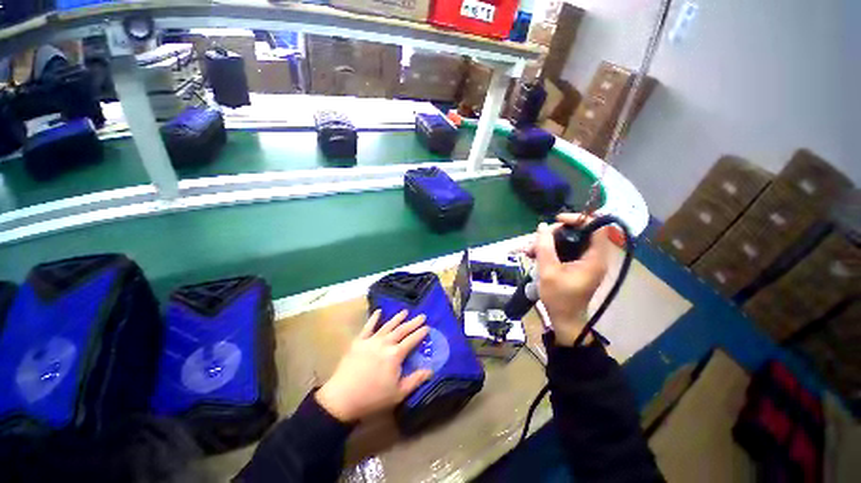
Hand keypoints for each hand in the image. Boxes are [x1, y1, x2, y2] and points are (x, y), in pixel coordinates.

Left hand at [315, 310, 432, 422]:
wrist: (342, 398)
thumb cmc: (372, 398)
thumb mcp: (398, 393)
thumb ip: (415, 380)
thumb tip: (430, 370)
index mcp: (395, 355)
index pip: (411, 340)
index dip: (420, 333)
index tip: (427, 327)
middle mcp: (385, 343)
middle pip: (402, 330)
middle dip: (413, 322)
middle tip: (422, 316)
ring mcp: (371, 340)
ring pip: (388, 325)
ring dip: (397, 318)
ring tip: (405, 311)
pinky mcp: (359, 341)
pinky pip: (368, 327)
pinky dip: (374, 318)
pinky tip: (379, 311)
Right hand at [528, 213, 610, 345]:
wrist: (564, 319)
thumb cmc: (559, 297)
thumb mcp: (548, 271)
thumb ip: (545, 247)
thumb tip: (542, 227)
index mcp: (594, 258)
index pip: (596, 227)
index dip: (578, 219)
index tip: (557, 221)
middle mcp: (594, 257)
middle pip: (578, 233)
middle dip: (555, 233)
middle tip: (537, 240)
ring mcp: (585, 262)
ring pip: (569, 242)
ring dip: (549, 242)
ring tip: (529, 249)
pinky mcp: (577, 266)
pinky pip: (565, 251)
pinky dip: (550, 250)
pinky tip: (534, 254)